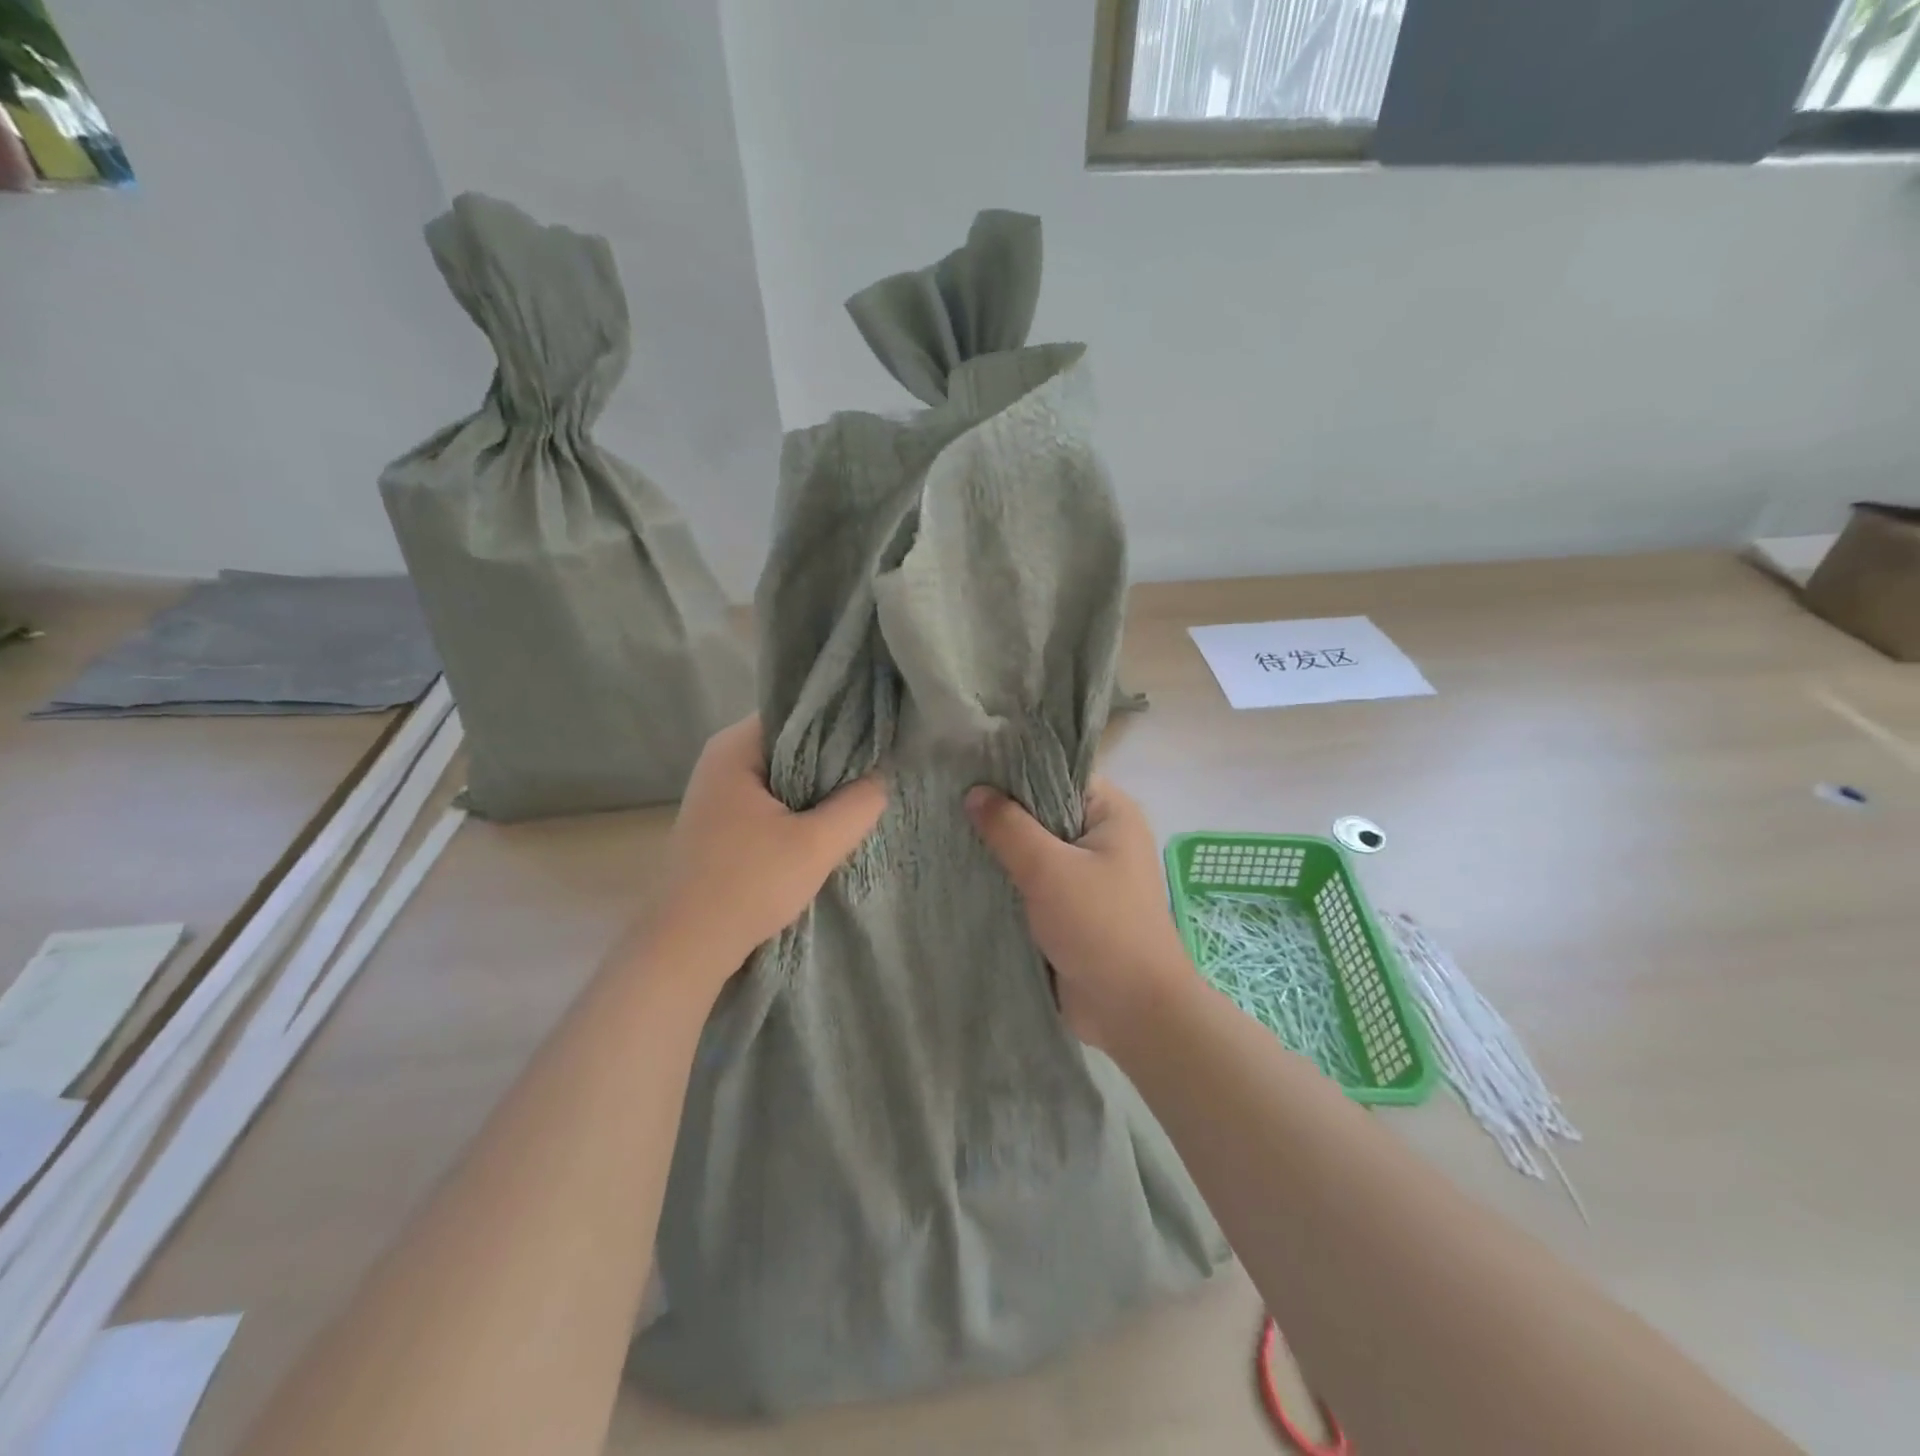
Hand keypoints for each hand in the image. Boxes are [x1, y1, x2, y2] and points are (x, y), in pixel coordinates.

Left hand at [651, 717, 886, 982]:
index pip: (799, 713)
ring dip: (817, 788)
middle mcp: (722, 759)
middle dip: (832, 759)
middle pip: (792, 743)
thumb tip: (882, 778)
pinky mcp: (722, 820)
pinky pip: (771, 797)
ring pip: (783, 773)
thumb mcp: (817, 844)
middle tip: (874, 774)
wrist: (688, 946)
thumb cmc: (749, 885)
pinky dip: (798, 806)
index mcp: (735, 748)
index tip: (878, 742)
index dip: (841, 724)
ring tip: (857, 799)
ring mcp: (719, 790)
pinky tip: (825, 824)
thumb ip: (858, 804)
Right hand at [965, 777, 1196, 1052]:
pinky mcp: (1071, 907)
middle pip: (1043, 811)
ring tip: (946, 829)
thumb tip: (974, 792)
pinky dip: (1006, 878)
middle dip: (1000, 810)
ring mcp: (1086, 874)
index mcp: (1111, 812)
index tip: (967, 766)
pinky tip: (965, 870)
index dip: (1014, 769)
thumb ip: (1009, 827)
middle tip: (947, 798)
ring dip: (1000, 849)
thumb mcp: (1049, 869)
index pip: (1058, 773)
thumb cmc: (1100, 926)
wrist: (1132, 1010)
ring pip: (1035, 849)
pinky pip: (1033, 881)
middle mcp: (1101, 836)